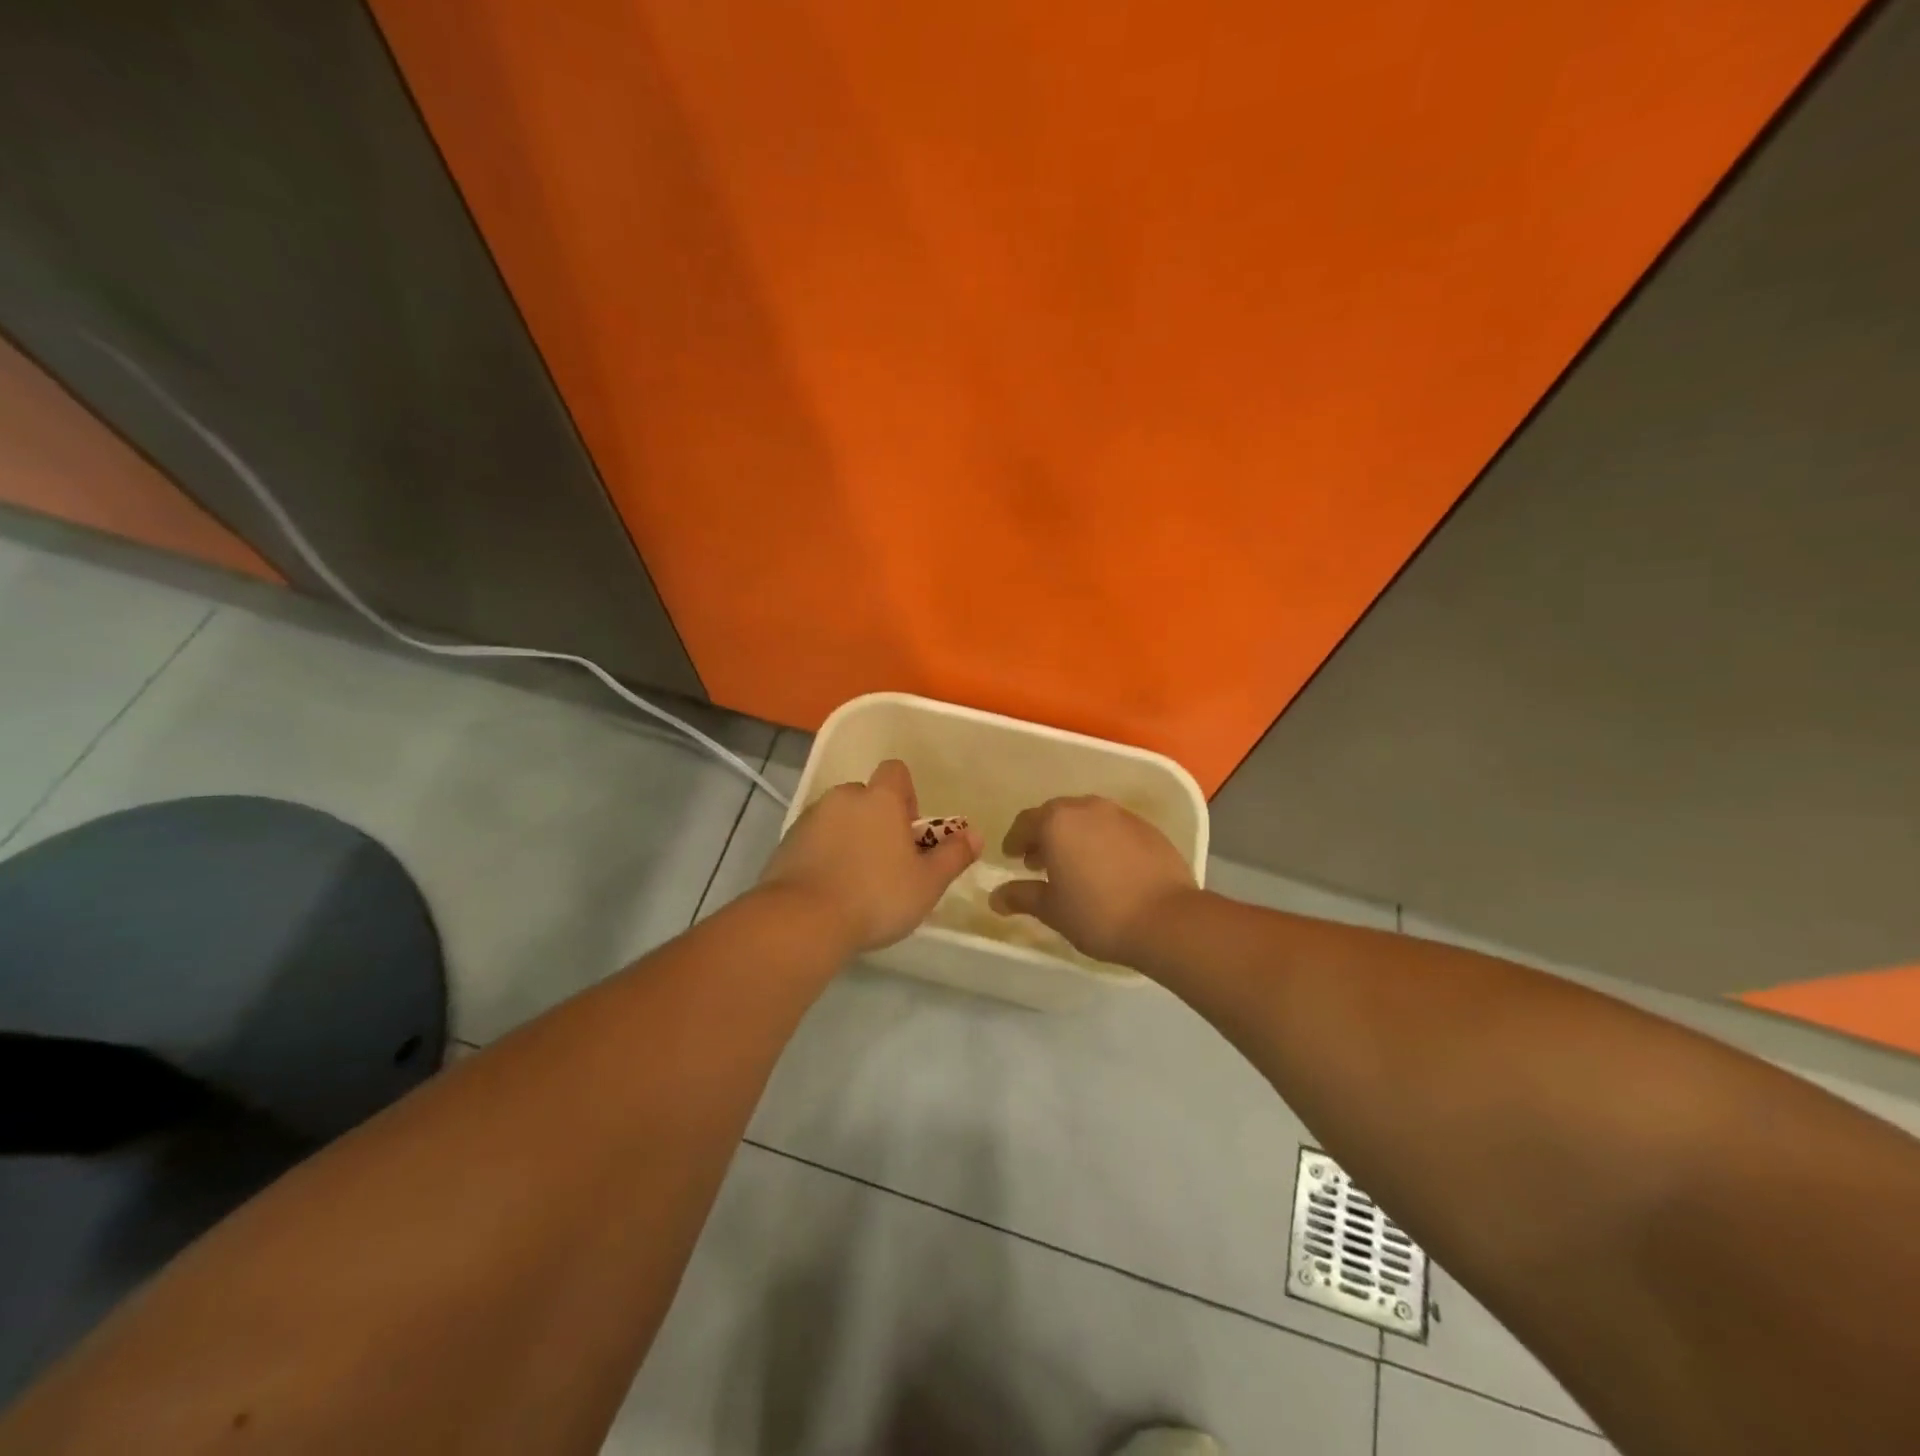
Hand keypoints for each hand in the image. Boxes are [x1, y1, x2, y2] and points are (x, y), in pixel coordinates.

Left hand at [760, 760, 982, 954]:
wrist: (803, 921)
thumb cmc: (876, 896)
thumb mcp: (927, 883)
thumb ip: (953, 855)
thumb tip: (975, 835)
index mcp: (879, 799)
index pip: (896, 772)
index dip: (907, 795)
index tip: (910, 831)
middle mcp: (843, 798)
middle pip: (866, 797)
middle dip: (878, 821)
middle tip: (888, 862)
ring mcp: (810, 819)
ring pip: (838, 819)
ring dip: (850, 838)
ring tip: (858, 881)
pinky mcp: (785, 844)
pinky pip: (814, 840)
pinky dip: (824, 855)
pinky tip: (831, 891)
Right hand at [988, 796, 1197, 963]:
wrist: (1167, 919)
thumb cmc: (1098, 913)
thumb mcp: (1052, 909)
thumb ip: (1021, 897)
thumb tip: (995, 897)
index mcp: (1057, 821)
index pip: (1025, 822)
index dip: (1015, 840)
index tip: (1012, 857)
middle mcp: (1088, 808)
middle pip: (1057, 814)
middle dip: (1045, 835)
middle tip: (1039, 862)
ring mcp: (1121, 815)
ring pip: (1088, 818)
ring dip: (1075, 836)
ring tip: (1074, 865)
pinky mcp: (1148, 828)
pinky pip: (1114, 828)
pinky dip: (1102, 841)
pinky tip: (1106, 867)